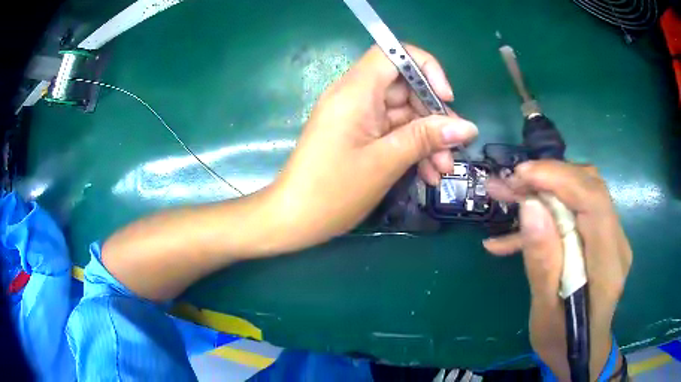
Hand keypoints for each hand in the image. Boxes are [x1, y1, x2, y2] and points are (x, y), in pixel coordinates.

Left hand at [268, 45, 476, 251]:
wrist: (294, 219)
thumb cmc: (332, 191)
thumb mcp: (385, 162)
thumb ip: (426, 139)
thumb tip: (468, 127)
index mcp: (355, 92)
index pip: (393, 53)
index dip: (425, 68)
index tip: (445, 98)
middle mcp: (355, 97)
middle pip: (405, 87)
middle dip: (434, 117)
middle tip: (454, 150)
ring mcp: (357, 117)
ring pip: (404, 114)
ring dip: (428, 139)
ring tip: (442, 171)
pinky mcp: (359, 135)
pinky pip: (393, 132)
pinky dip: (412, 149)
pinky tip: (427, 174)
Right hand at [483, 160, 631, 379]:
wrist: (580, 353)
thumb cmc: (562, 342)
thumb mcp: (545, 312)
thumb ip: (542, 263)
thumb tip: (530, 207)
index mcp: (608, 265)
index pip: (594, 201)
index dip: (559, 178)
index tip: (521, 175)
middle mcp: (616, 243)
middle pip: (590, 188)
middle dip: (549, 178)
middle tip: (509, 185)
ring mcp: (610, 239)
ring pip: (582, 193)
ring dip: (544, 190)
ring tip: (506, 196)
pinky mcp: (600, 240)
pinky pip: (576, 212)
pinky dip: (547, 214)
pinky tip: (514, 234)